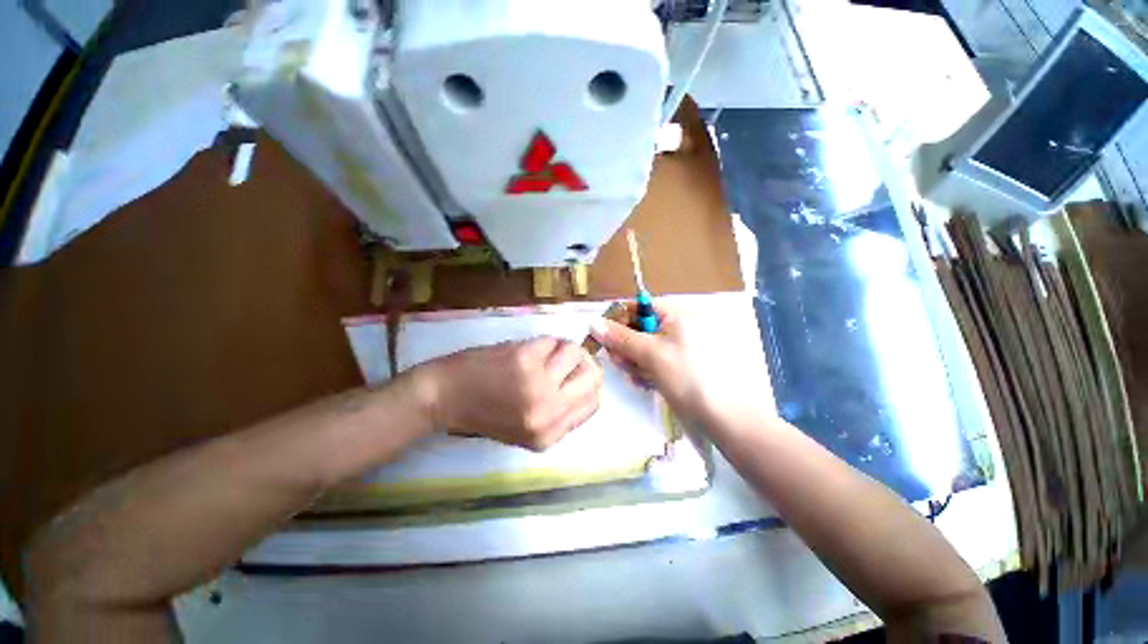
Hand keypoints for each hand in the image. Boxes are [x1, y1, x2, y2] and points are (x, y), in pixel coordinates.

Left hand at [413, 338, 603, 450]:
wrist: (443, 397)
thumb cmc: (483, 412)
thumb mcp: (526, 428)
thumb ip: (559, 412)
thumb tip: (586, 381)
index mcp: (549, 436)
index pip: (593, 404)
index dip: (589, 384)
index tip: (577, 373)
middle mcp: (548, 413)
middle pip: (593, 377)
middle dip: (582, 362)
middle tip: (564, 358)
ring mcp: (538, 385)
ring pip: (575, 353)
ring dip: (560, 348)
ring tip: (540, 354)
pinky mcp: (525, 360)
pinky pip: (553, 341)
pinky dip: (544, 342)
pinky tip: (526, 350)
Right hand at [588, 301, 723, 422]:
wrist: (723, 417)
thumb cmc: (687, 376)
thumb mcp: (651, 352)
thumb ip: (620, 337)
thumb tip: (593, 323)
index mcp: (676, 314)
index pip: (638, 307)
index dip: (618, 320)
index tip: (601, 337)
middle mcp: (677, 327)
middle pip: (638, 328)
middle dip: (626, 345)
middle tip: (620, 362)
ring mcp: (677, 348)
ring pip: (642, 347)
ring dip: (633, 361)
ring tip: (636, 376)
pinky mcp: (676, 366)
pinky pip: (652, 361)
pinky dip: (644, 370)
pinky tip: (644, 383)